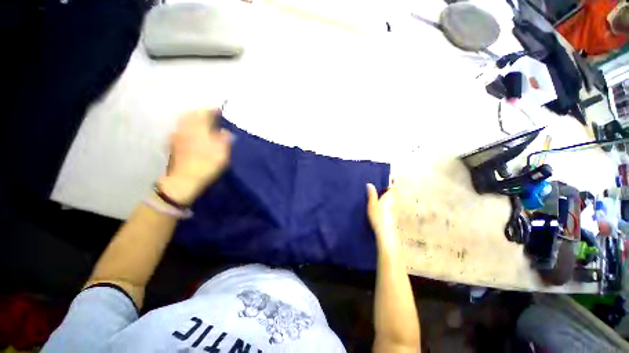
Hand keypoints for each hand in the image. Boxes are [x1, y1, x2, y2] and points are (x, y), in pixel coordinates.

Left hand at [158, 109, 231, 204]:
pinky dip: (187, 128)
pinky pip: (181, 130)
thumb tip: (224, 131)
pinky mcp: (173, 144)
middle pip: (191, 114)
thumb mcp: (222, 151)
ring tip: (202, 124)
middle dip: (201, 113)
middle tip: (210, 116)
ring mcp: (177, 136)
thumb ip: (224, 139)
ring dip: (193, 119)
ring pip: (184, 121)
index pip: (204, 112)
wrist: (185, 179)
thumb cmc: (207, 164)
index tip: (219, 110)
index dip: (212, 110)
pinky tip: (192, 133)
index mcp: (198, 128)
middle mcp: (185, 128)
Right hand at [367, 183, 399, 254]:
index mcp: (389, 196)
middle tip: (383, 181)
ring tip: (379, 189)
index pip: (393, 185)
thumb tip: (369, 184)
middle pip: (393, 191)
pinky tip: (380, 201)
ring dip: (388, 193)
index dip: (393, 180)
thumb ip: (371, 194)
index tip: (392, 174)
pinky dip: (386, 199)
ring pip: (392, 197)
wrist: (385, 232)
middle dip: (390, 186)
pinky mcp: (392, 213)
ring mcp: (393, 207)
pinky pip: (390, 202)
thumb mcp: (372, 204)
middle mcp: (393, 200)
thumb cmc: (378, 216)